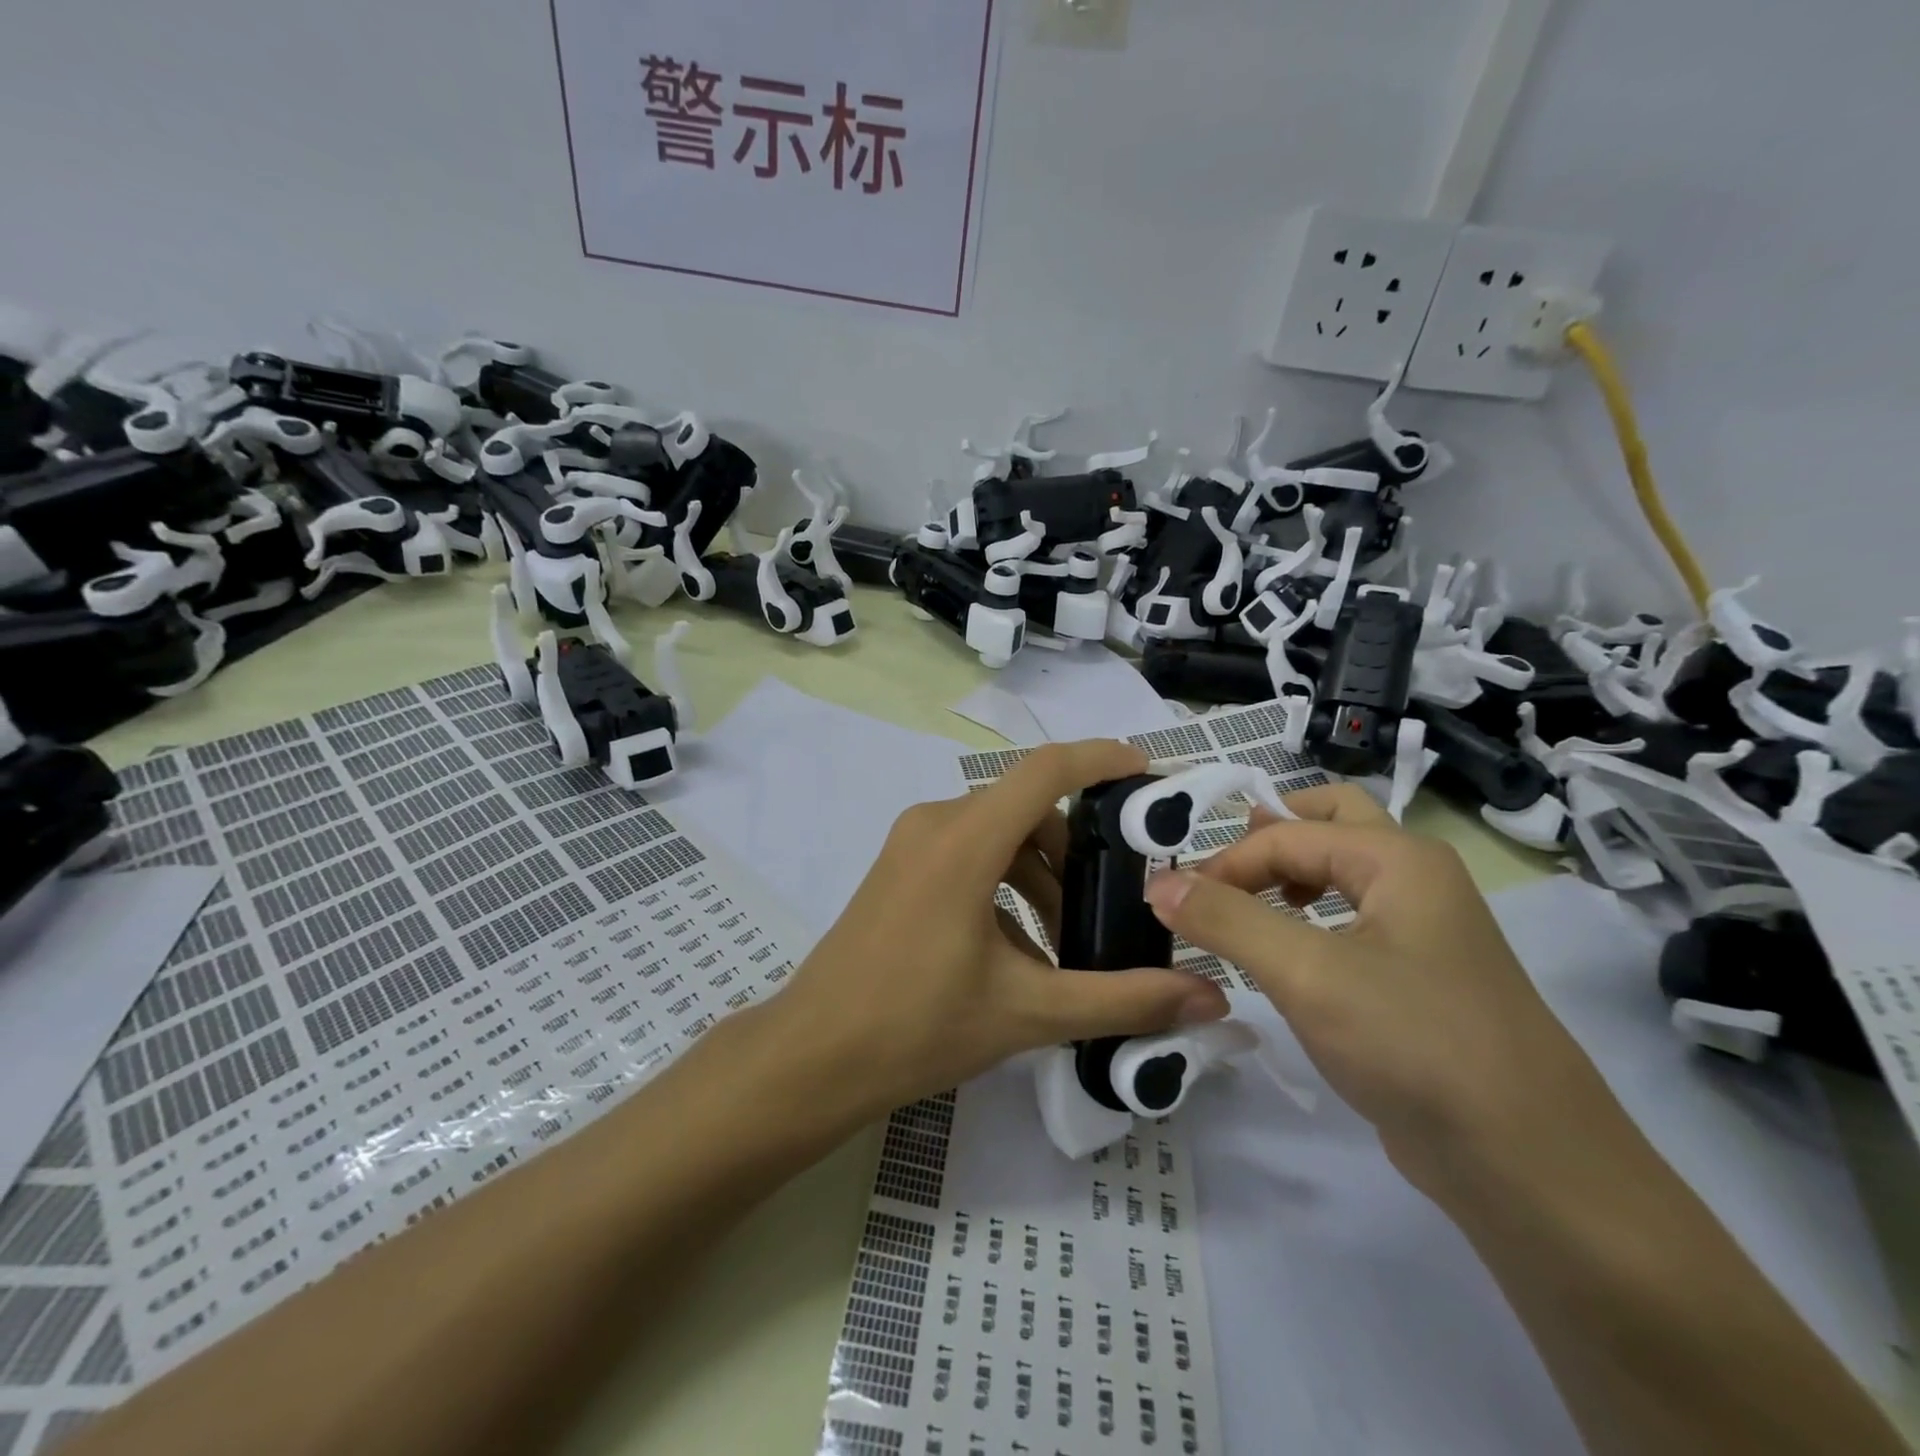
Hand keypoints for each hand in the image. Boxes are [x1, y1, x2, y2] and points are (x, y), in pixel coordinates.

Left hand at [775, 740, 1229, 1115]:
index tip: (1146, 772)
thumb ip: (1123, 999)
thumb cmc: (917, 1027)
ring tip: (1069, 943)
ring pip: (998, 836)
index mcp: (964, 840)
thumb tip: (1209, 997)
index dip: (1100, 759)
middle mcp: (935, 823)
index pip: (1045, 770)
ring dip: (1040, 876)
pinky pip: (968, 856)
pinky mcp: (898, 869)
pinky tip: (1022, 951)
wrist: (813, 1057)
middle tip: (1116, 899)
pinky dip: (1006, 886)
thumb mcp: (1028, 1012)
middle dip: (1077, 850)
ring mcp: (910, 845)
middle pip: (1026, 810)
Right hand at [1142, 784, 1618, 1193]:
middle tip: (1219, 866)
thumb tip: (1158, 881)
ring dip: (1288, 873)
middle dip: (1269, 834)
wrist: (1531, 1167)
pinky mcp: (1418, 979)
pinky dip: (1309, 917)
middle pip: (1330, 821)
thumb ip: (1226, 919)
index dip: (1225, 862)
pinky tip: (1284, 955)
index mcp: (1398, 859)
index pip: (1286, 833)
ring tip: (1242, 905)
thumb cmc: (1416, 1045)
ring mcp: (1423, 930)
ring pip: (1343, 872)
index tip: (1177, 905)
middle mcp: (1416, 879)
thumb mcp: (1307, 974)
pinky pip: (1352, 921)